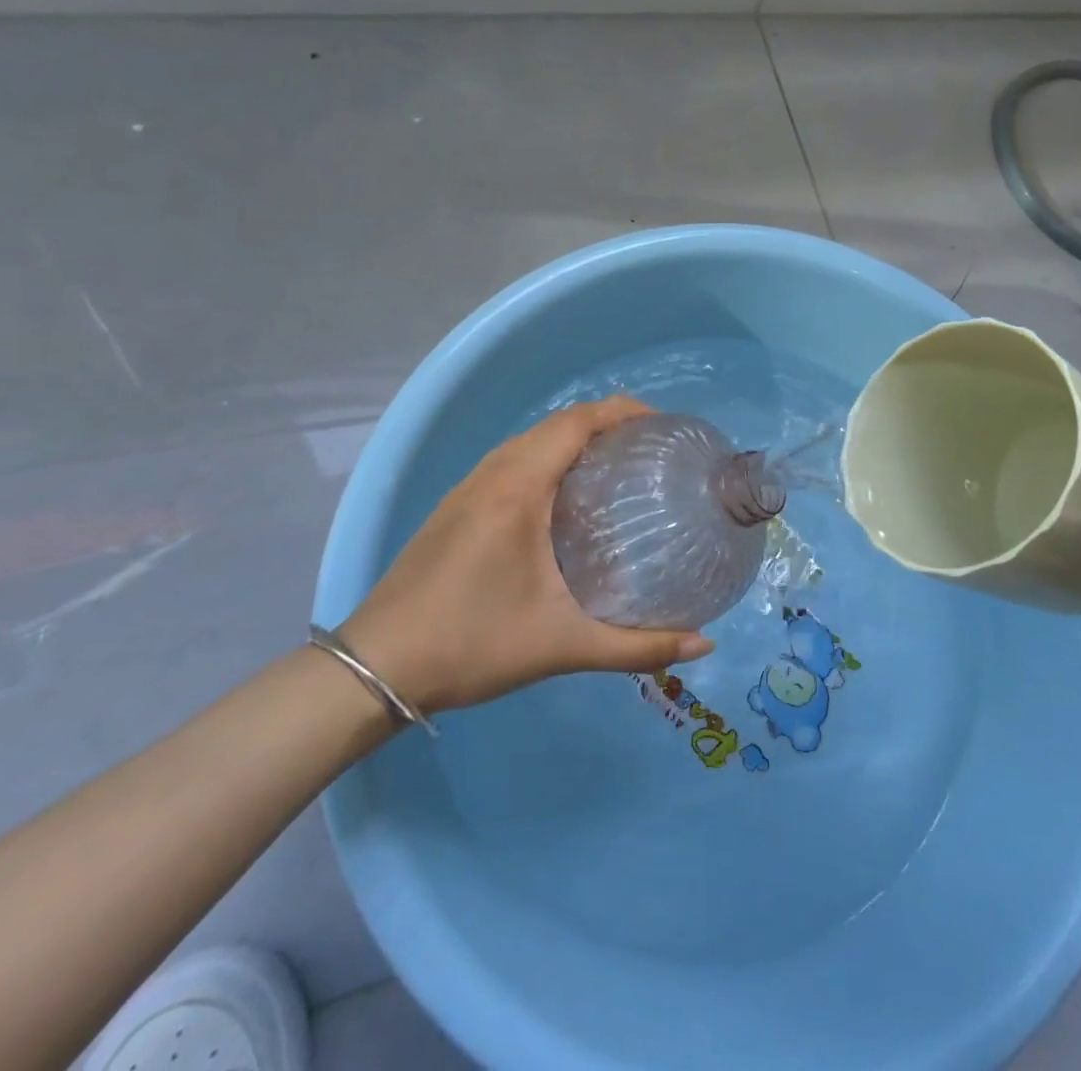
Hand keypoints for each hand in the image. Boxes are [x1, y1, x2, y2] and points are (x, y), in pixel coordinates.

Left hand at [340, 397, 712, 715]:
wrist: (375, 668)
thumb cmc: (472, 645)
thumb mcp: (562, 646)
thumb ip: (638, 646)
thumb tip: (704, 646)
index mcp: (518, 489)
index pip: (575, 423)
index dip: (620, 411)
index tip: (660, 424)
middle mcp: (491, 475)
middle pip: (554, 425)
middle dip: (603, 422)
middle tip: (647, 447)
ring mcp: (466, 488)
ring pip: (527, 441)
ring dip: (570, 439)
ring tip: (613, 464)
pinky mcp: (453, 507)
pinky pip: (508, 461)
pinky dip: (544, 458)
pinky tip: (562, 497)